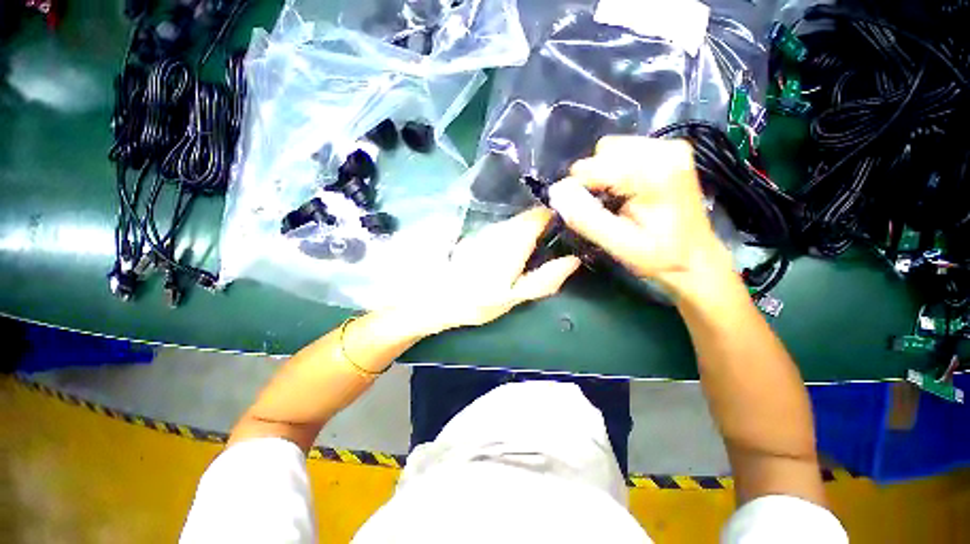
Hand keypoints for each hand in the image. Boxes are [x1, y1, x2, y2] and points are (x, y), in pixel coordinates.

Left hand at [402, 207, 580, 333]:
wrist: (437, 298)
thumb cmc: (479, 300)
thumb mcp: (515, 296)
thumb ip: (545, 278)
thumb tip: (573, 260)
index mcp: (515, 238)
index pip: (542, 214)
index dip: (558, 216)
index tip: (569, 226)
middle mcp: (502, 227)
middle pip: (530, 215)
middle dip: (545, 222)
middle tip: (556, 238)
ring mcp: (488, 229)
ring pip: (516, 221)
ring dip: (529, 228)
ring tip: (539, 244)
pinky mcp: (478, 235)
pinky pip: (504, 228)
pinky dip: (514, 233)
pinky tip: (515, 248)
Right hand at [548, 137, 733, 298]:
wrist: (695, 259)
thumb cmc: (659, 257)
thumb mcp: (619, 245)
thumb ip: (585, 218)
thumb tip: (556, 193)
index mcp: (654, 172)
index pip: (593, 167)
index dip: (579, 190)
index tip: (585, 212)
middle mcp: (664, 149)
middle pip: (602, 152)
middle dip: (593, 180)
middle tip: (603, 208)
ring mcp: (669, 146)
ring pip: (610, 149)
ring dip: (603, 175)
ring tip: (615, 200)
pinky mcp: (668, 151)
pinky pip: (623, 151)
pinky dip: (615, 171)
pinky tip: (625, 191)